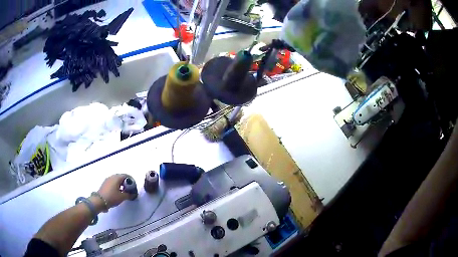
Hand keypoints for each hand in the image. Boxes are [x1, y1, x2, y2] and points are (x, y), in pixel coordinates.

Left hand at [97, 174, 130, 208]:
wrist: (99, 201)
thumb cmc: (112, 197)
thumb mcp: (122, 197)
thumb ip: (129, 195)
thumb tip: (133, 194)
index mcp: (117, 178)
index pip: (126, 176)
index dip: (131, 181)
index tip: (134, 187)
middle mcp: (112, 177)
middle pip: (121, 177)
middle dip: (126, 183)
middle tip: (130, 190)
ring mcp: (107, 180)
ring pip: (117, 180)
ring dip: (121, 184)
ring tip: (124, 192)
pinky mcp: (105, 184)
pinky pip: (113, 182)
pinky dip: (117, 186)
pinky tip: (118, 192)